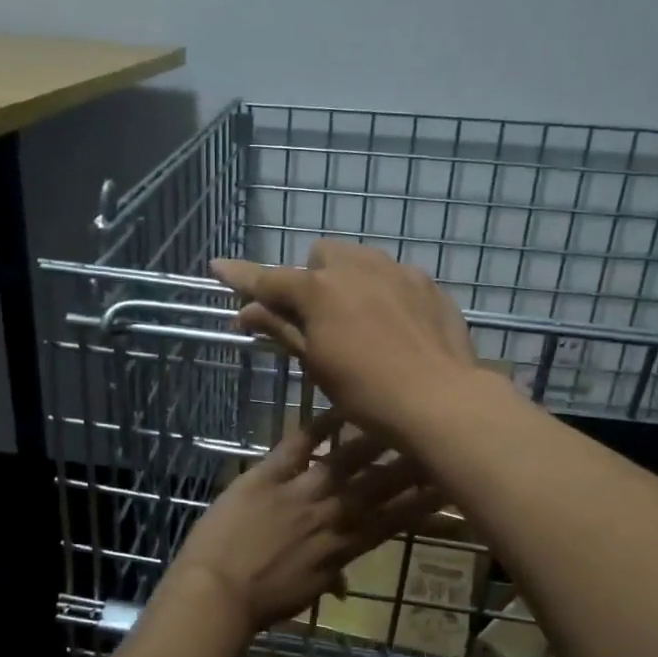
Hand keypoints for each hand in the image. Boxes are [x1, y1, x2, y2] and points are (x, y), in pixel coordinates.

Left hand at [170, 414, 438, 631]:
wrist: (216, 593)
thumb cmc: (261, 602)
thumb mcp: (304, 594)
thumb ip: (328, 579)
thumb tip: (344, 585)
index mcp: (342, 549)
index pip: (392, 521)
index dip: (421, 503)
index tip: (447, 484)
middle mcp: (330, 516)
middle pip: (378, 485)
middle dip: (411, 464)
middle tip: (436, 439)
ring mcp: (299, 492)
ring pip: (346, 461)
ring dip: (374, 439)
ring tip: (398, 416)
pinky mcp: (266, 476)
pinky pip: (297, 446)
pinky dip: (317, 426)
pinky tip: (339, 406)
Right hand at [211, 241, 477, 436]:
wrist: (439, 399)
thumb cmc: (365, 391)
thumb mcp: (316, 364)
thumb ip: (281, 329)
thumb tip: (246, 311)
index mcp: (319, 290)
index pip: (270, 279)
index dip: (242, 276)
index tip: (218, 266)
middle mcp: (356, 267)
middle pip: (321, 257)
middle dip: (312, 278)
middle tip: (316, 317)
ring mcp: (397, 271)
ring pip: (360, 259)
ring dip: (348, 280)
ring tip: (359, 319)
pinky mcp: (427, 284)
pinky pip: (395, 276)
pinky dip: (384, 292)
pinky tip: (394, 325)